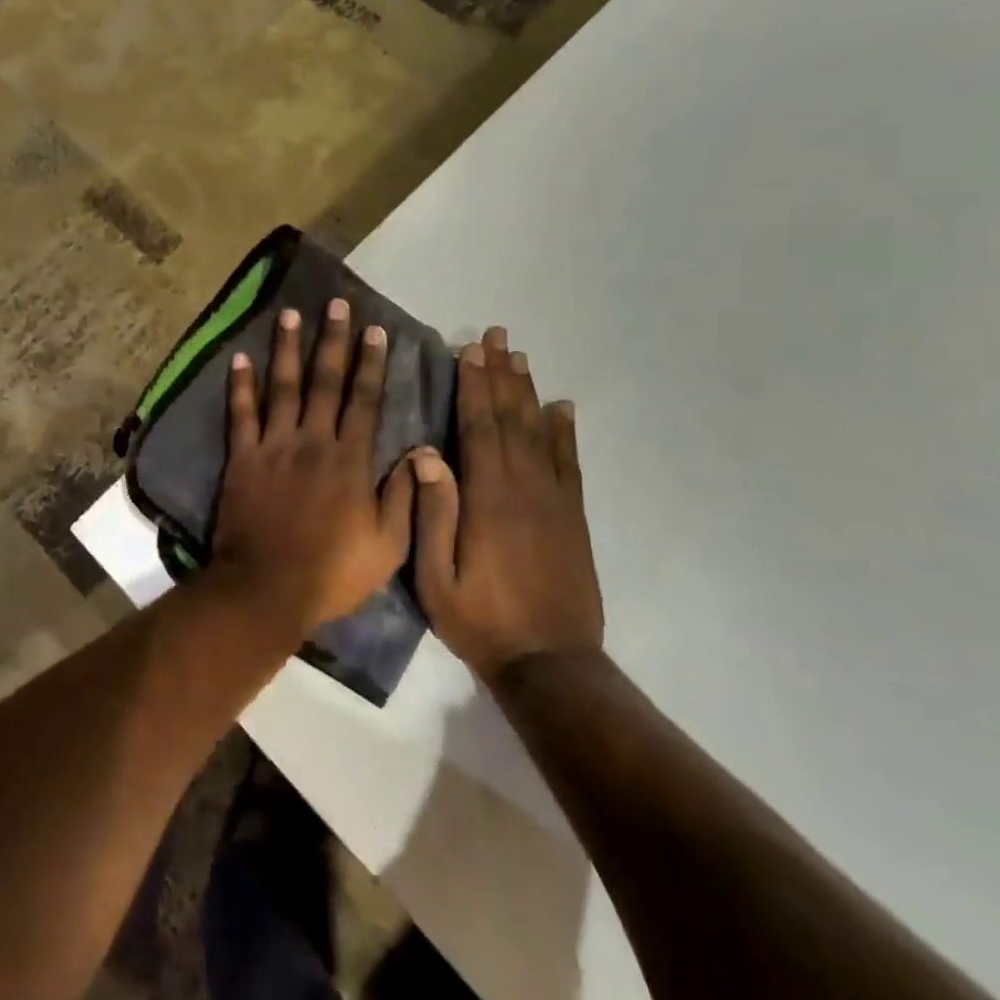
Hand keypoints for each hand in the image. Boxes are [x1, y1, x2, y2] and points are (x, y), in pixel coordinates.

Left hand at [213, 298, 415, 635]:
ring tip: (290, 314)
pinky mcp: (243, 458)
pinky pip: (241, 414)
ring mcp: (274, 446)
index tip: (375, 330)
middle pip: (325, 381)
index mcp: (350, 460)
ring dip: (287, 348)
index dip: (371, 363)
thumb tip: (419, 453)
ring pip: (283, 386)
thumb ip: (403, 497)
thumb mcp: (387, 547)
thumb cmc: (331, 573)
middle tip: (335, 303)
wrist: (266, 589)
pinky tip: (239, 357)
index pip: (365, 400)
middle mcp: (313, 441)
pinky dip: (240, 385)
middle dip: (333, 340)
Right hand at [413, 326, 603, 682]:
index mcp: (487, 498)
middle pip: (510, 418)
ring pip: (540, 433)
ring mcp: (553, 501)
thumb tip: (426, 454)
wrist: (550, 663)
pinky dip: (565, 432)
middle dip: (500, 374)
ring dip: (528, 392)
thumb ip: (433, 513)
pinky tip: (561, 408)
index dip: (473, 386)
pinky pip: (569, 463)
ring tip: (519, 357)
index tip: (469, 351)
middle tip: (496, 336)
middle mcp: (523, 488)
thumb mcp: (436, 577)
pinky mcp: (573, 517)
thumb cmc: (481, 621)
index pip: (479, 428)